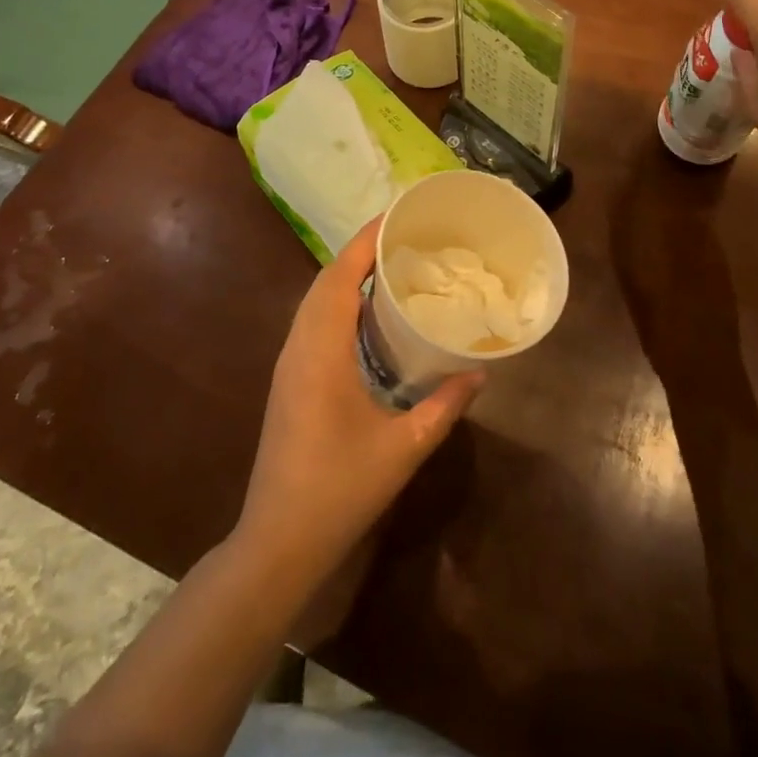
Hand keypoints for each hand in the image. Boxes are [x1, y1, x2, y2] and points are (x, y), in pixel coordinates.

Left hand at [234, 220, 483, 598]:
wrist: (279, 539)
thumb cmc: (340, 489)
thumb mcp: (403, 448)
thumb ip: (444, 406)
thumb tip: (479, 371)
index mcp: (321, 350)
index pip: (339, 276)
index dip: (365, 241)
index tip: (397, 217)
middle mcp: (299, 346)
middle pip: (325, 280)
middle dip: (360, 251)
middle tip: (405, 238)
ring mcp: (289, 363)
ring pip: (315, 300)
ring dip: (347, 276)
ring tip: (391, 265)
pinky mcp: (289, 380)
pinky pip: (313, 321)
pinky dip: (339, 302)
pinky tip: (368, 315)